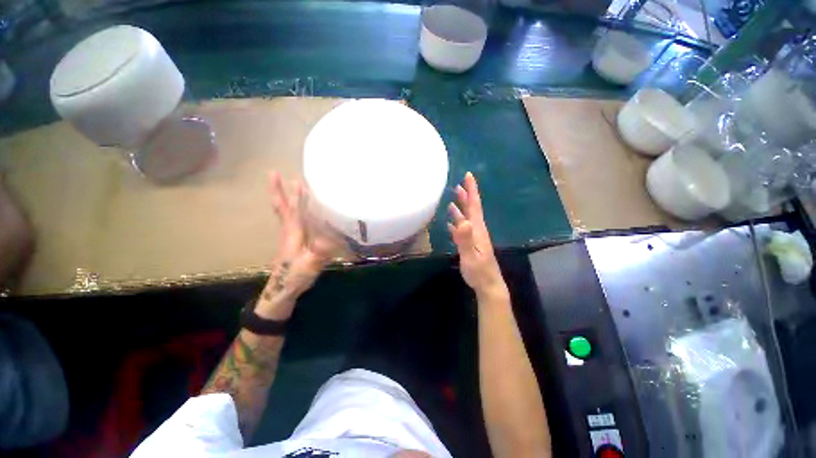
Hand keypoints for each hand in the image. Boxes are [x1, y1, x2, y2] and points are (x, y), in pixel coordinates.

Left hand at [259, 172, 337, 317]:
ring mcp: (289, 235)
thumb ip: (319, 251)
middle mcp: (289, 230)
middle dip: (278, 190)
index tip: (297, 181)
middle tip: (274, 173)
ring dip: (285, 196)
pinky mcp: (292, 240)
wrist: (282, 289)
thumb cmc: (295, 276)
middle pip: (281, 207)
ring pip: (284, 211)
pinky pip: (290, 219)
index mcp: (293, 234)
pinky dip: (291, 208)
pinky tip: (300, 207)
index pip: (294, 211)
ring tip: (289, 184)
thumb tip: (333, 235)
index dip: (296, 197)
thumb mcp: (309, 265)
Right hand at [448, 172, 505, 298]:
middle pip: (471, 208)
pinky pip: (462, 229)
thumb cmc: (479, 271)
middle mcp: (476, 229)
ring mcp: (473, 237)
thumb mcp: (470, 255)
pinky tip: (450, 223)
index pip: (475, 205)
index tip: (468, 175)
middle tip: (458, 184)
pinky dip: (456, 223)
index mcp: (477, 229)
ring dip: (460, 208)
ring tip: (452, 200)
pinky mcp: (470, 244)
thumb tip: (462, 221)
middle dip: (466, 195)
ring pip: (466, 218)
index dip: (472, 190)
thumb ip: (465, 239)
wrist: (487, 284)